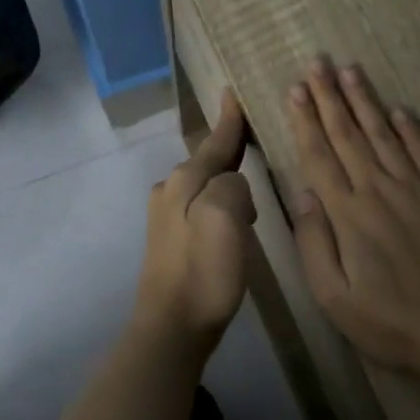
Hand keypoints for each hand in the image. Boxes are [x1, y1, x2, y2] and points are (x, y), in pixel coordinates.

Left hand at [135, 89, 256, 352]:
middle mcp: (170, 190)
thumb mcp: (226, 218)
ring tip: (252, 183)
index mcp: (185, 180)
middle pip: (207, 161)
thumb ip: (233, 186)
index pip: (215, 142)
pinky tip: (234, 218)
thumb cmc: (204, 271)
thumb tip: (235, 184)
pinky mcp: (169, 241)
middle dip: (230, 149)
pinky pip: (200, 206)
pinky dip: (219, 202)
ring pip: (203, 184)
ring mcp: (166, 217)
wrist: (171, 327)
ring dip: (226, 179)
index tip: (232, 92)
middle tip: (254, 138)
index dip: (229, 120)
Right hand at [286, 57, 419, 374]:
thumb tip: (302, 193)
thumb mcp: (334, 298)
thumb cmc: (392, 322)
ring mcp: (418, 189)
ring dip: (365, 100)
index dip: (306, 120)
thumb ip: (314, 242)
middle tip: (317, 63)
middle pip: (349, 135)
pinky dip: (412, 129)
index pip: (320, 156)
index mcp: (349, 214)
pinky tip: (400, 110)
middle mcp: (380, 190)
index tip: (295, 89)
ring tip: (350, 70)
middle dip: (330, 97)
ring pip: (384, 134)